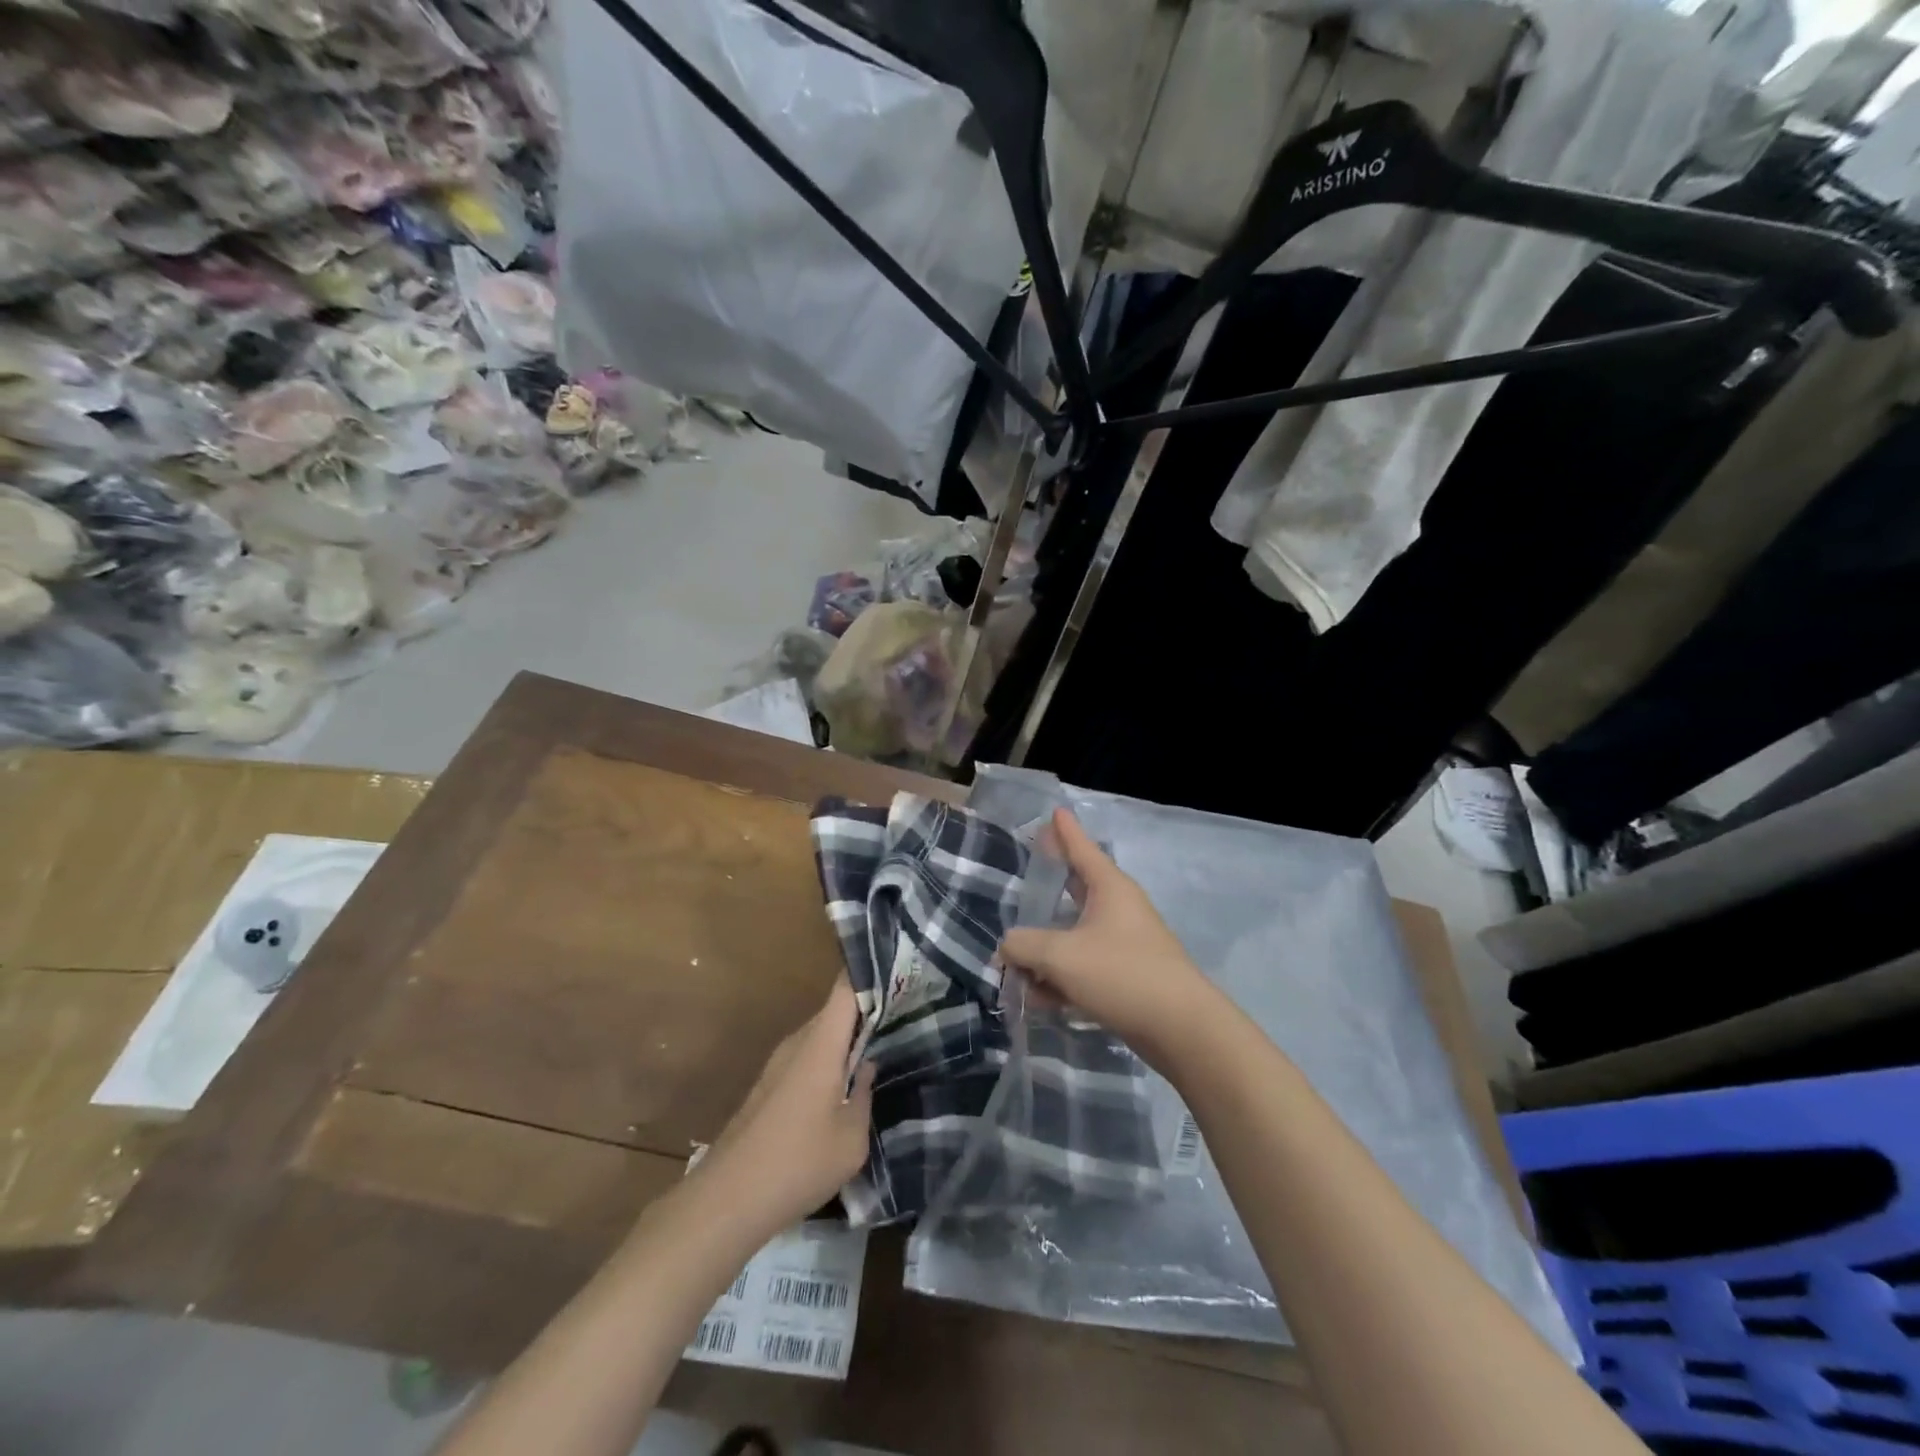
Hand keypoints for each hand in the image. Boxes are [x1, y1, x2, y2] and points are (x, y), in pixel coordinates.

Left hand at [700, 980, 874, 1239]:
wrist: (727, 1200)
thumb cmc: (798, 1163)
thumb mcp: (851, 1140)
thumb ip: (865, 1097)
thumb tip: (867, 1068)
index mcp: (821, 1044)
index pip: (845, 988)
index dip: (868, 971)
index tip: (896, 965)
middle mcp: (797, 1043)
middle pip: (835, 1011)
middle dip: (865, 1010)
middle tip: (901, 1014)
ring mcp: (778, 1064)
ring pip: (820, 1036)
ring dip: (845, 1040)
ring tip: (879, 1049)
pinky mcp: (767, 1087)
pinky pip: (805, 1058)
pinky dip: (828, 1061)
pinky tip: (843, 1087)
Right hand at [1000, 808, 1218, 1065]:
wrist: (1181, 1029)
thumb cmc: (1121, 974)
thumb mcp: (1060, 956)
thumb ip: (1024, 946)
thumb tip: (1009, 948)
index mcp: (1109, 888)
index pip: (1081, 848)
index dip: (1065, 830)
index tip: (1056, 810)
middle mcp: (1119, 908)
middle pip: (1076, 888)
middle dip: (1049, 887)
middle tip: (1027, 877)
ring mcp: (1125, 942)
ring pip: (1075, 934)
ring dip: (1047, 949)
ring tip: (1016, 967)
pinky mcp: (1127, 975)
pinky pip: (1084, 965)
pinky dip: (1063, 976)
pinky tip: (1041, 998)